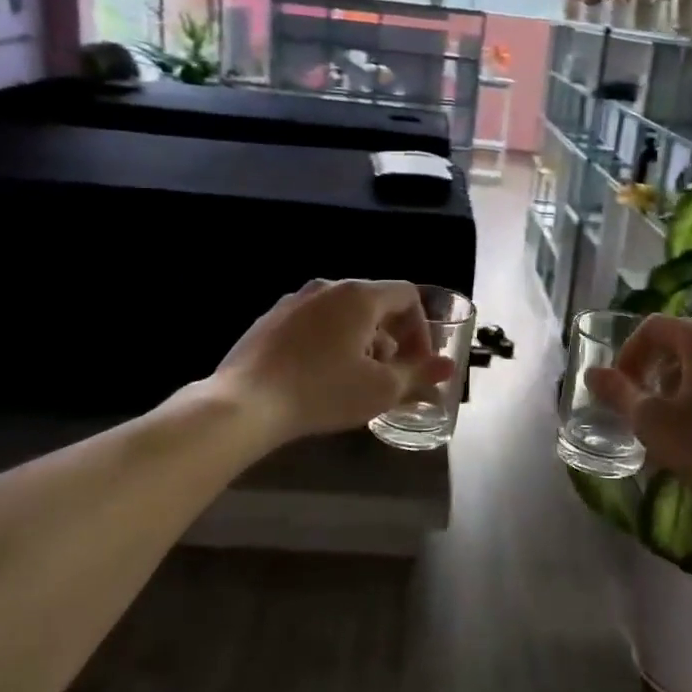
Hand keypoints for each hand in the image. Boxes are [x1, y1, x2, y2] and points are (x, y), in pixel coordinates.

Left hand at [213, 279, 453, 442]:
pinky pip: (313, 324)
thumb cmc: (323, 391)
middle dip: (391, 339)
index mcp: (359, 295)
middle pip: (374, 304)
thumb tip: (447, 366)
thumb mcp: (381, 389)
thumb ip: (419, 373)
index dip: (422, 327)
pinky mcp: (269, 320)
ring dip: (361, 342)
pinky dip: (329, 343)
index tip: (418, 362)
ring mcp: (293, 301)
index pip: (407, 294)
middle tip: (389, 377)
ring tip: (355, 381)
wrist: (244, 404)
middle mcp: (326, 287)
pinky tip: (319, 379)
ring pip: (342, 315)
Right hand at [586, 316, 691, 524]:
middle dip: (652, 371)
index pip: (652, 326)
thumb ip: (619, 394)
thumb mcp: (653, 422)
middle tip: (640, 406)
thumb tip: (592, 373)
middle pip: (679, 342)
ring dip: (678, 385)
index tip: (619, 388)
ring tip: (669, 423)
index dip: (627, 353)